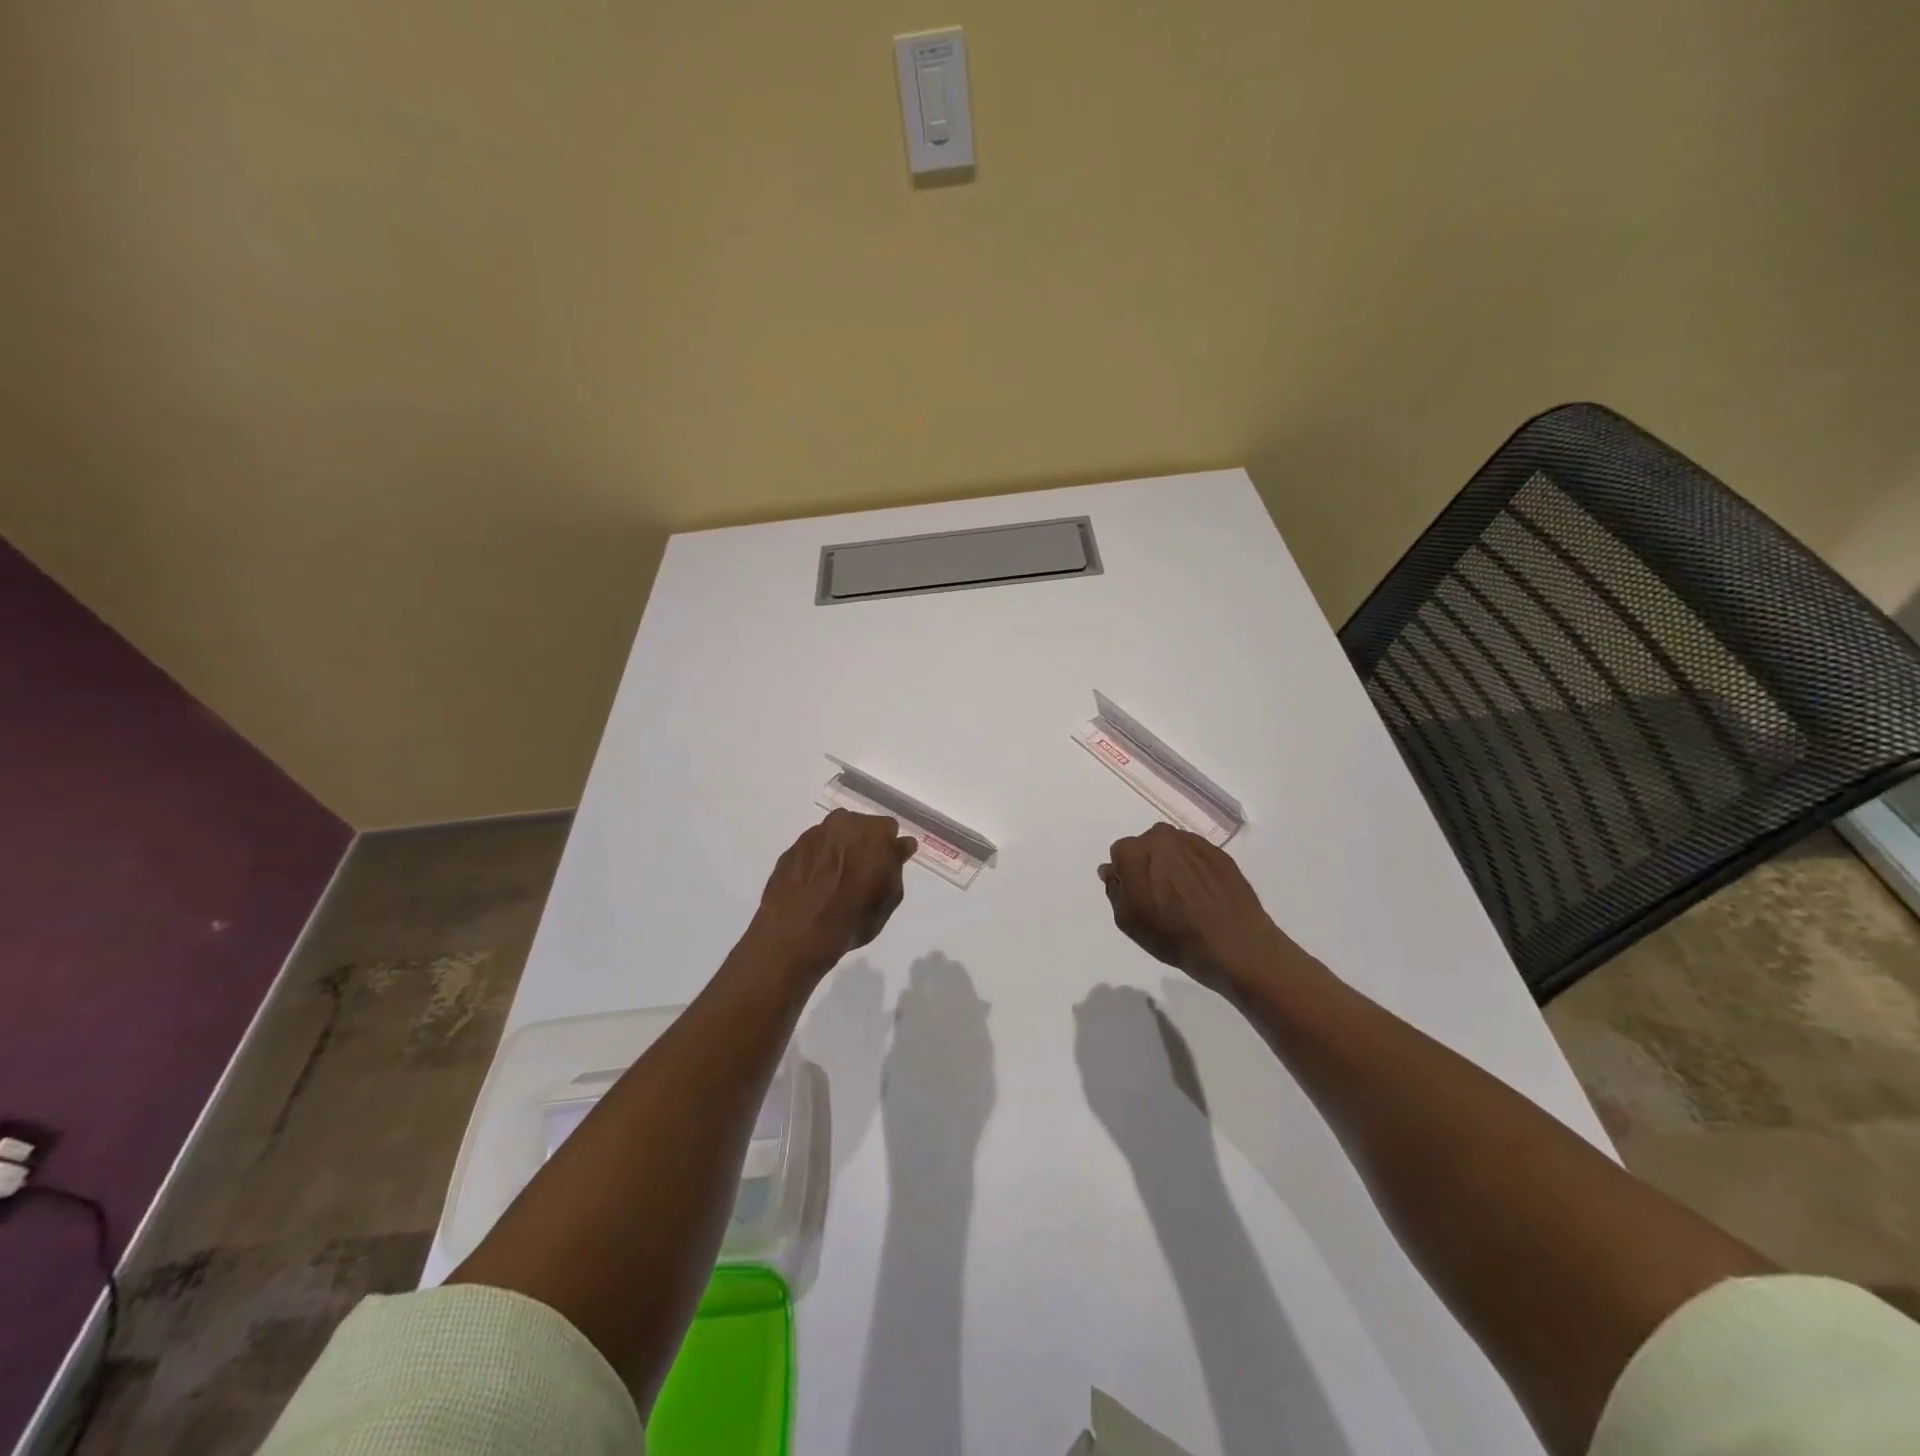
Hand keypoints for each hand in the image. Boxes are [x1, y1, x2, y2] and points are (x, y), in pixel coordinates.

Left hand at [750, 810, 916, 980]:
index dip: (889, 850)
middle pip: (860, 827)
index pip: (890, 830)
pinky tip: (814, 885)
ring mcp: (814, 834)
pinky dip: (817, 860)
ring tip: (834, 881)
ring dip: (839, 850)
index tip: (885, 867)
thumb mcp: (889, 898)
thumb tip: (900, 846)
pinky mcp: (791, 848)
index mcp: (874, 832)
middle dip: (864, 845)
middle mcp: (843, 823)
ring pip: (835, 836)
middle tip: (860, 874)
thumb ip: (896, 865)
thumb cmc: (852, 918)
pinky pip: (813, 849)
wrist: (795, 933)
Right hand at [1098, 823, 1306, 992]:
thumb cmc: (1174, 936)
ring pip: (1173, 850)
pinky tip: (1202, 896)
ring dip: (1172, 867)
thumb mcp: (1128, 920)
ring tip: (1184, 899)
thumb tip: (1111, 870)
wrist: (1236, 946)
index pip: (1120, 853)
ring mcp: (1196, 843)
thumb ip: (1114, 889)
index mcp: (1137, 850)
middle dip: (1148, 866)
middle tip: (1159, 898)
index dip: (1125, 876)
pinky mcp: (1220, 854)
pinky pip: (1196, 857)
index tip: (1136, 897)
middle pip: (1147, 847)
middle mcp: (1165, 837)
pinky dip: (1195, 871)